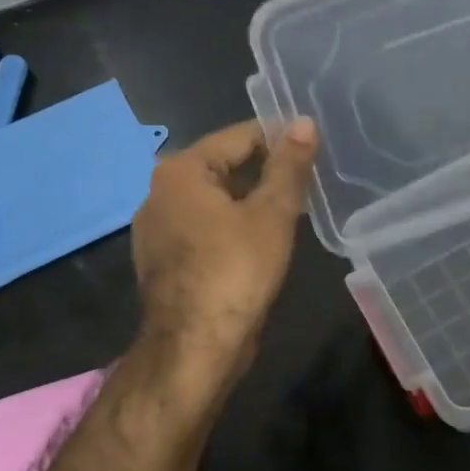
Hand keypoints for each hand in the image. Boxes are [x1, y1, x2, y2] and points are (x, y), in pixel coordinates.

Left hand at [129, 117, 319, 388]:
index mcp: (181, 171)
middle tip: (308, 178)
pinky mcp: (162, 259)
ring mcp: (156, 229)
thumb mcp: (272, 214)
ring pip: (213, 199)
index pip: (238, 137)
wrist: (194, 348)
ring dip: (249, 200)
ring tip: (291, 208)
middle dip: (265, 170)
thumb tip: (304, 122)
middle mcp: (159, 192)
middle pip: (223, 166)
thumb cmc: (235, 271)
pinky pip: (203, 226)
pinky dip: (230, 225)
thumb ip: (289, 165)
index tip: (314, 145)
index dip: (279, 137)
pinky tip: (259, 240)